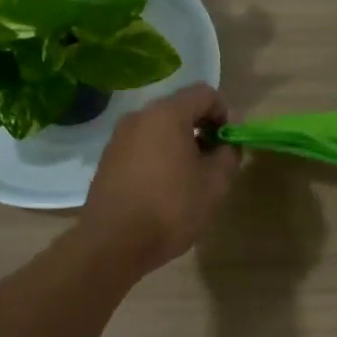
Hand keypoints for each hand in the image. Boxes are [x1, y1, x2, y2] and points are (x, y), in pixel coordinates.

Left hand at [79, 84, 240, 274]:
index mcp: (167, 114)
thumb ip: (228, 155)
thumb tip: (226, 145)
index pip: (205, 94)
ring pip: (159, 130)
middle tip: (213, 163)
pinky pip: (142, 147)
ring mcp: (119, 138)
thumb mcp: (215, 183)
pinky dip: (159, 158)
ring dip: (180, 145)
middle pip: (180, 110)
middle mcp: (139, 117)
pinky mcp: (108, 160)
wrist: (113, 242)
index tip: (228, 144)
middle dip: (202, 130)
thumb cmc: (171, 208)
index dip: (225, 114)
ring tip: (189, 180)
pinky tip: (164, 190)